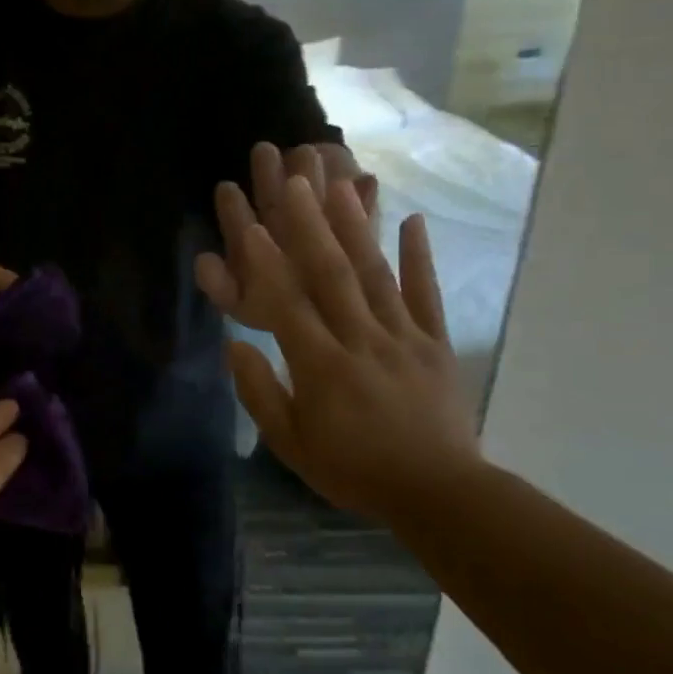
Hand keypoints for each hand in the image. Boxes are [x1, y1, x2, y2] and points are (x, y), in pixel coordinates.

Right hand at [195, 149, 479, 518]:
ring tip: (342, 185)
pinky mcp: (435, 343)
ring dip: (357, 228)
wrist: (437, 493)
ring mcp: (404, 337)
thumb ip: (261, 393)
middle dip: (310, 225)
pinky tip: (413, 221)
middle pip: (332, 275)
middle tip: (296, 181)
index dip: (266, 265)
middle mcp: (362, 340)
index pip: (287, 306)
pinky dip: (421, 258)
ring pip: (376, 275)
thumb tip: (235, 346)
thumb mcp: (291, 444)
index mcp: (321, 366)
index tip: (251, 226)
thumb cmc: (352, 470)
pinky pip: (426, 295)